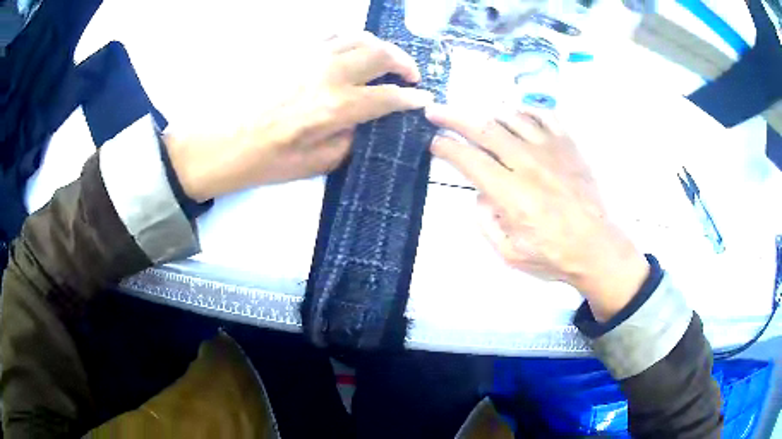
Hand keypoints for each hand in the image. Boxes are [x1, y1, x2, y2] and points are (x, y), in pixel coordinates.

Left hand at [166, 32, 433, 201]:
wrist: (218, 143)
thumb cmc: (264, 161)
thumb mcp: (316, 164)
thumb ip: (349, 139)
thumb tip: (363, 121)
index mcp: (337, 107)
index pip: (389, 96)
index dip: (413, 98)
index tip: (424, 99)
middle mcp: (329, 73)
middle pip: (381, 54)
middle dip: (404, 63)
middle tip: (410, 75)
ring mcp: (309, 56)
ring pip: (358, 36)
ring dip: (379, 46)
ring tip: (383, 60)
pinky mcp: (291, 49)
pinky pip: (330, 34)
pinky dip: (349, 40)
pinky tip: (348, 52)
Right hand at [426, 104, 648, 320]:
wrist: (597, 247)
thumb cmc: (553, 254)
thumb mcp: (509, 254)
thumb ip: (486, 222)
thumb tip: (480, 193)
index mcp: (511, 194)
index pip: (469, 160)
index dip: (446, 147)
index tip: (433, 142)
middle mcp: (528, 163)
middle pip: (484, 129)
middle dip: (453, 117)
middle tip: (435, 110)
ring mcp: (551, 149)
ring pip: (511, 117)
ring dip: (488, 114)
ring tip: (477, 118)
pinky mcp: (569, 145)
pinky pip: (543, 115)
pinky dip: (525, 110)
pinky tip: (516, 115)